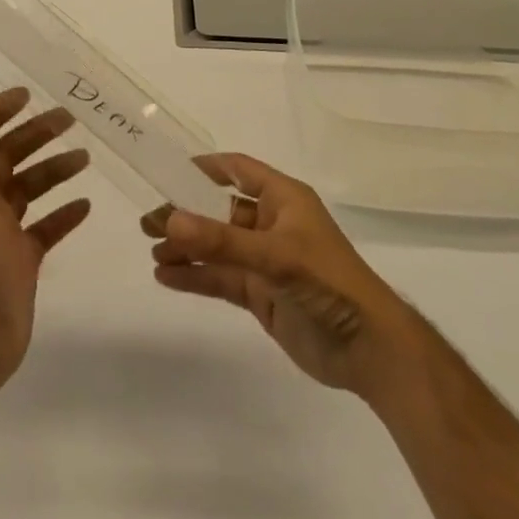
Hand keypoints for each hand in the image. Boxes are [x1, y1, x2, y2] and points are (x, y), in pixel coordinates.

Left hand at [0, 88, 91, 409]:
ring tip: (85, 157)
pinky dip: (63, 215)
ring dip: (54, 170)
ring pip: (30, 190)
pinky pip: (45, 229)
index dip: (0, 112)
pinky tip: (85, 205)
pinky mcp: (21, 261)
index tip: (29, 94)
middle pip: (10, 157)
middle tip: (70, 118)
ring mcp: (1, 234)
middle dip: (37, 135)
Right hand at [144, 154, 414, 400]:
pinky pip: (221, 278)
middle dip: (186, 214)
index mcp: (283, 199)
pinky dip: (195, 276)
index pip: (238, 170)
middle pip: (219, 211)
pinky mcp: (261, 294)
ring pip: (217, 246)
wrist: (370, 350)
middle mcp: (272, 224)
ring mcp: (265, 261)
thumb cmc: (328, 283)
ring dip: (186, 247)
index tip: (168, 171)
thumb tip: (171, 219)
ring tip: (153, 251)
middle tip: (148, 221)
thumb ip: (222, 240)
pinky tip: (167, 277)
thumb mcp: (275, 255)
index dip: (205, 168)